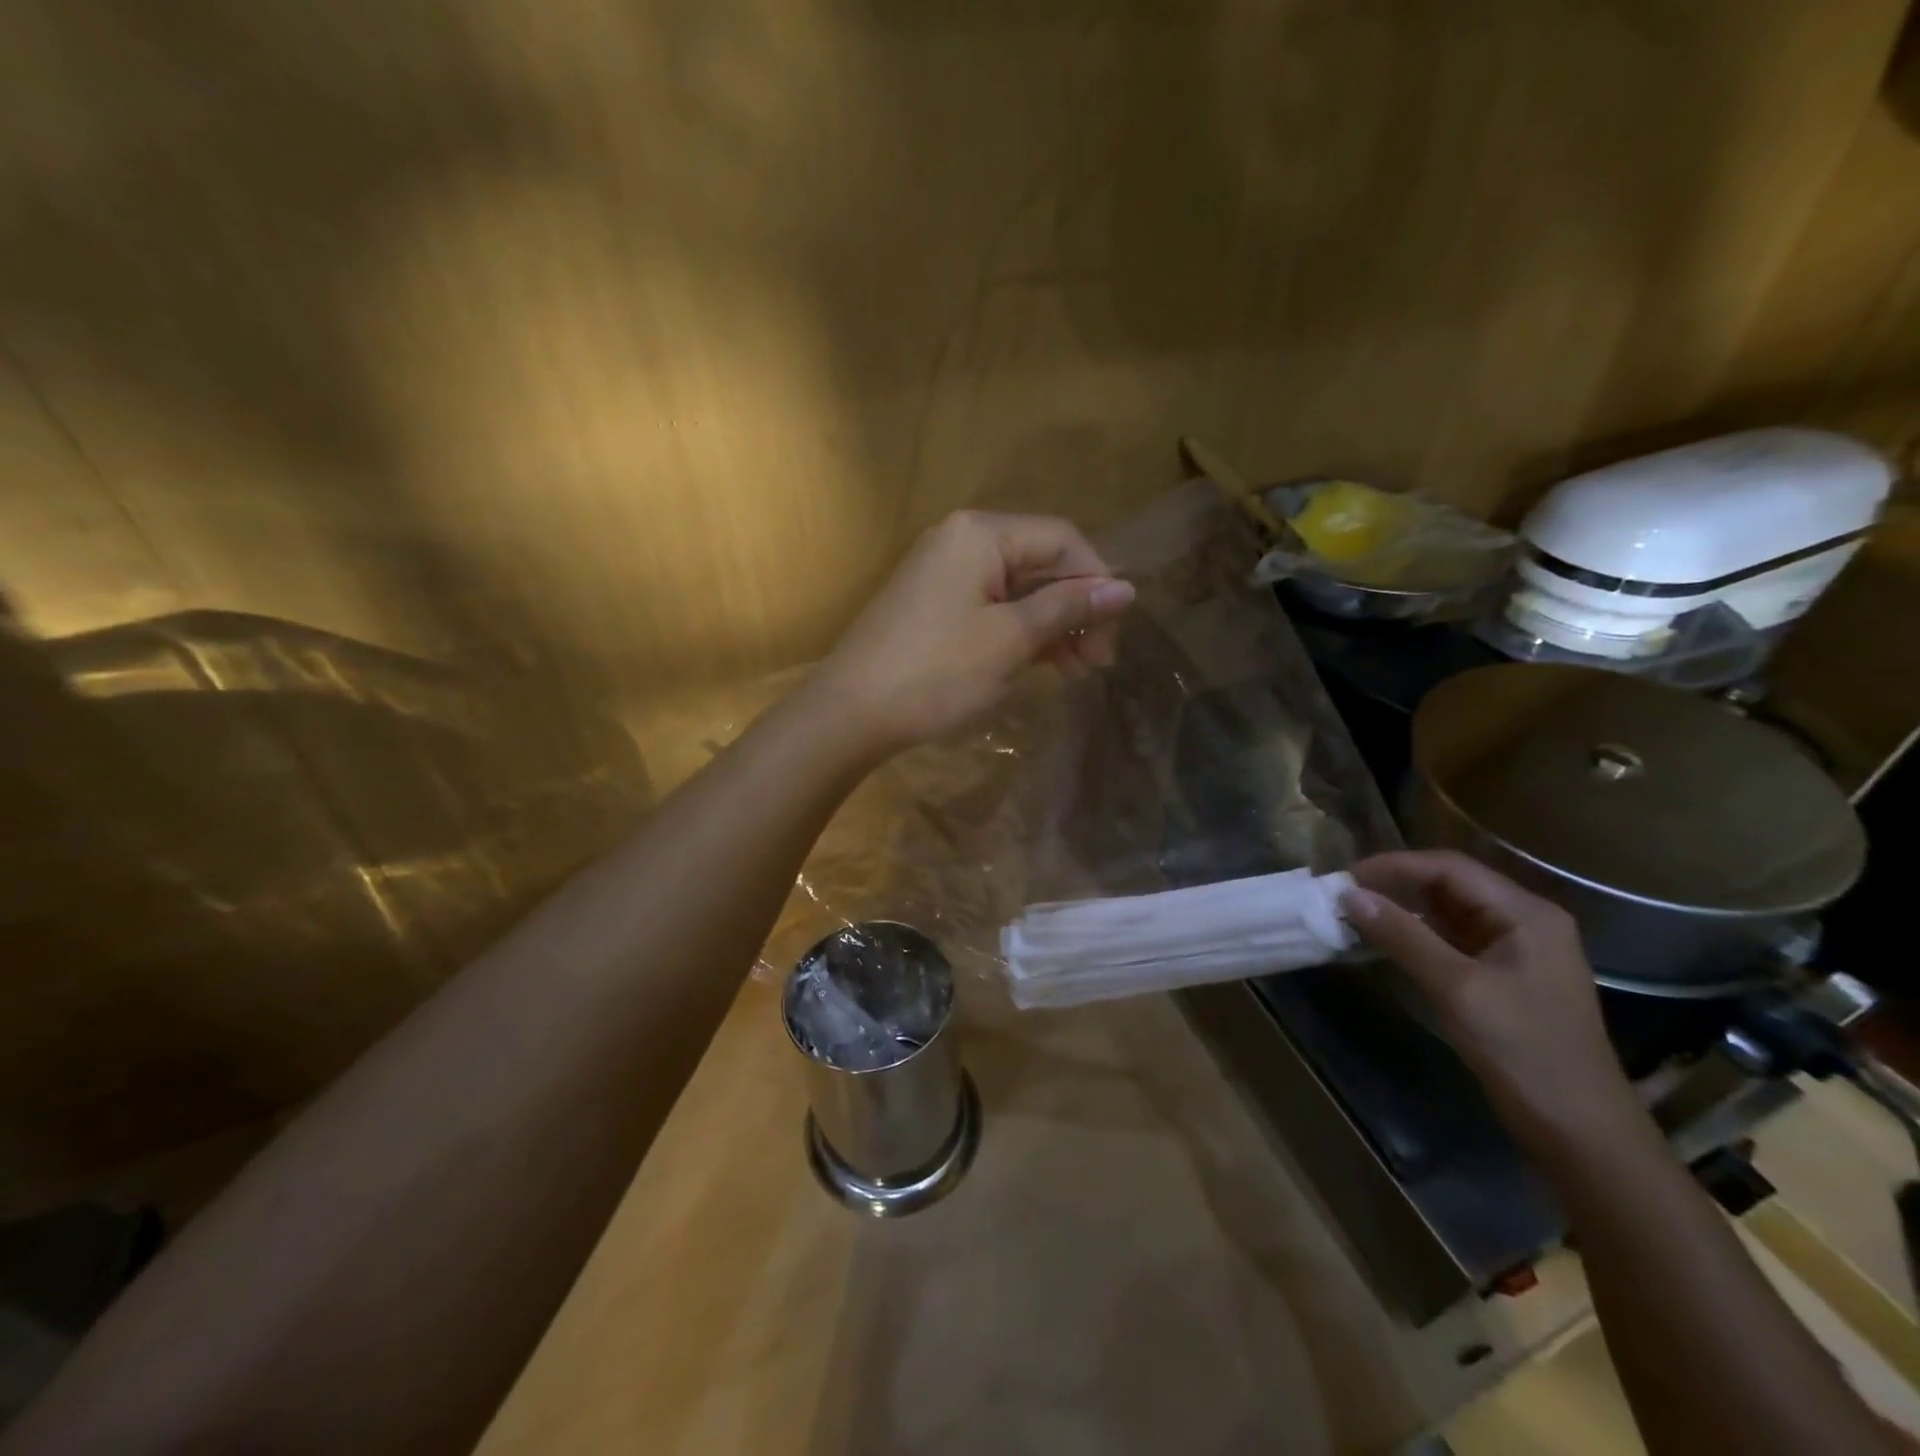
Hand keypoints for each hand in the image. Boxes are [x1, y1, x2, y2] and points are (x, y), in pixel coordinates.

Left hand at [814, 510, 1135, 754]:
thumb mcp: (1010, 640)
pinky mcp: (934, 606)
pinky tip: (1041, 666)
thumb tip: (1125, 589)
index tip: (1115, 631)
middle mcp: (962, 541)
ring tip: (1075, 672)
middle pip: (1040, 564)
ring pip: (1017, 590)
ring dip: (1051, 626)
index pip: (1061, 540)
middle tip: (1097, 661)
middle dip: (1075, 610)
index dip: (1097, 581)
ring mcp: (944, 574)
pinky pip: (991, 608)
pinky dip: (1020, 633)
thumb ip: (1067, 609)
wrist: (850, 713)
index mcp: (981, 534)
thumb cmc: (937, 672)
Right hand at [1342, 851, 1644, 1158]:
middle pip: (1450, 884)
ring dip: (1403, 909)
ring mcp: (1518, 949)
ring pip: (1449, 911)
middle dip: (1395, 885)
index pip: (1449, 867)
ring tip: (1356, 914)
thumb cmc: (1523, 1051)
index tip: (1345, 879)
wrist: (1580, 1131)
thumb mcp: (1456, 988)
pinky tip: (1385, 941)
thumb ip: (1403, 936)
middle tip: (1344, 895)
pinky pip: (1453, 938)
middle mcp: (1525, 920)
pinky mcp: (1506, 975)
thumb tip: (1349, 894)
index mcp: (1526, 913)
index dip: (1393, 866)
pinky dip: (1417, 935)